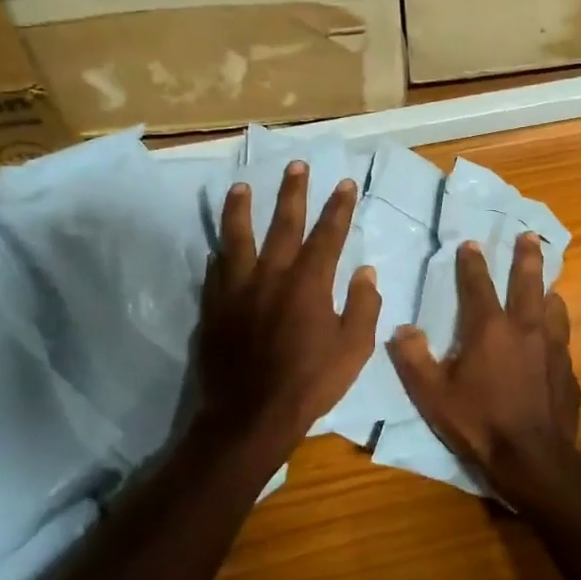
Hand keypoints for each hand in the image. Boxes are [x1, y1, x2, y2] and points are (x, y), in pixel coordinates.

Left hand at [197, 161, 379, 459]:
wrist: (250, 414)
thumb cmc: (310, 383)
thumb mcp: (354, 349)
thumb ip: (363, 306)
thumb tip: (366, 272)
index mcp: (310, 282)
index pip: (328, 234)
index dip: (339, 207)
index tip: (345, 183)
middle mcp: (272, 274)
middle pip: (284, 222)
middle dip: (293, 192)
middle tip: (295, 164)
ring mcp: (238, 288)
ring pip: (238, 237)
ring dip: (241, 209)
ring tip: (240, 187)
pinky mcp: (214, 306)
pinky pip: (216, 271)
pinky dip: (220, 254)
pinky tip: (217, 247)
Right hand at [389, 232, 580, 513]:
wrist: (533, 459)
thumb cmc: (479, 423)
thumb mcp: (432, 395)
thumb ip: (413, 359)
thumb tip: (402, 328)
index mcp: (490, 329)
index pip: (478, 285)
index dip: (472, 263)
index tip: (471, 243)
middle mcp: (526, 329)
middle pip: (528, 283)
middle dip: (526, 257)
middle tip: (530, 236)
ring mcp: (553, 349)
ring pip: (554, 308)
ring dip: (548, 291)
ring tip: (549, 284)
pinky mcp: (568, 371)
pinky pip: (564, 339)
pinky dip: (558, 328)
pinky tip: (556, 337)